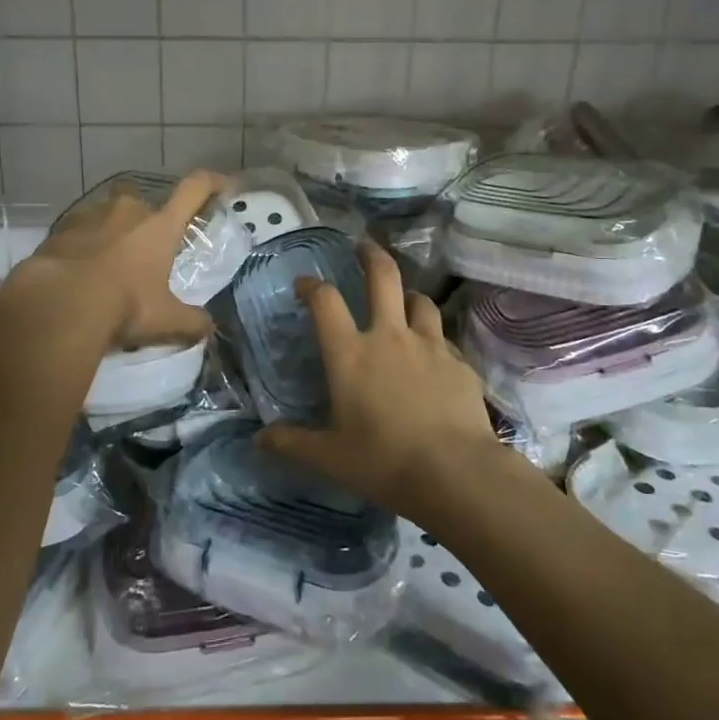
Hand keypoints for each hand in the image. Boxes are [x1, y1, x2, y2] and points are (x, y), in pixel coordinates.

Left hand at [15, 170, 223, 349]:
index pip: (193, 190)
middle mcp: (127, 211)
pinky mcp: (58, 230)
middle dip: (148, 219)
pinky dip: (82, 245)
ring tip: (110, 263)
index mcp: (160, 226)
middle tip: (148, 249)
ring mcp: (89, 216)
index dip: (211, 183)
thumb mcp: (166, 320)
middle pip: (144, 201)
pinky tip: (79, 270)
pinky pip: (78, 231)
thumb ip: (192, 322)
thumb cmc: (124, 305)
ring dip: (112, 231)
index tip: (221, 186)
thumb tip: (209, 329)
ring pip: (108, 214)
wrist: (59, 304)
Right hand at [259, 241, 505, 519]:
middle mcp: (389, 337)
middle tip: (362, 246)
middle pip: (382, 277)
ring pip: (419, 301)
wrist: (455, 473)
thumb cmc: (383, 461)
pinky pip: (444, 339)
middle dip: (370, 255)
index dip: (312, 286)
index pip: (325, 301)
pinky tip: (433, 357)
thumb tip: (258, 440)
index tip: (305, 283)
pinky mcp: (460, 362)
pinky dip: (434, 339)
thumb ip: (292, 443)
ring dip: (407, 296)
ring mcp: (429, 345)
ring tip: (402, 301)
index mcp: (350, 353)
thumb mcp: (330, 458)